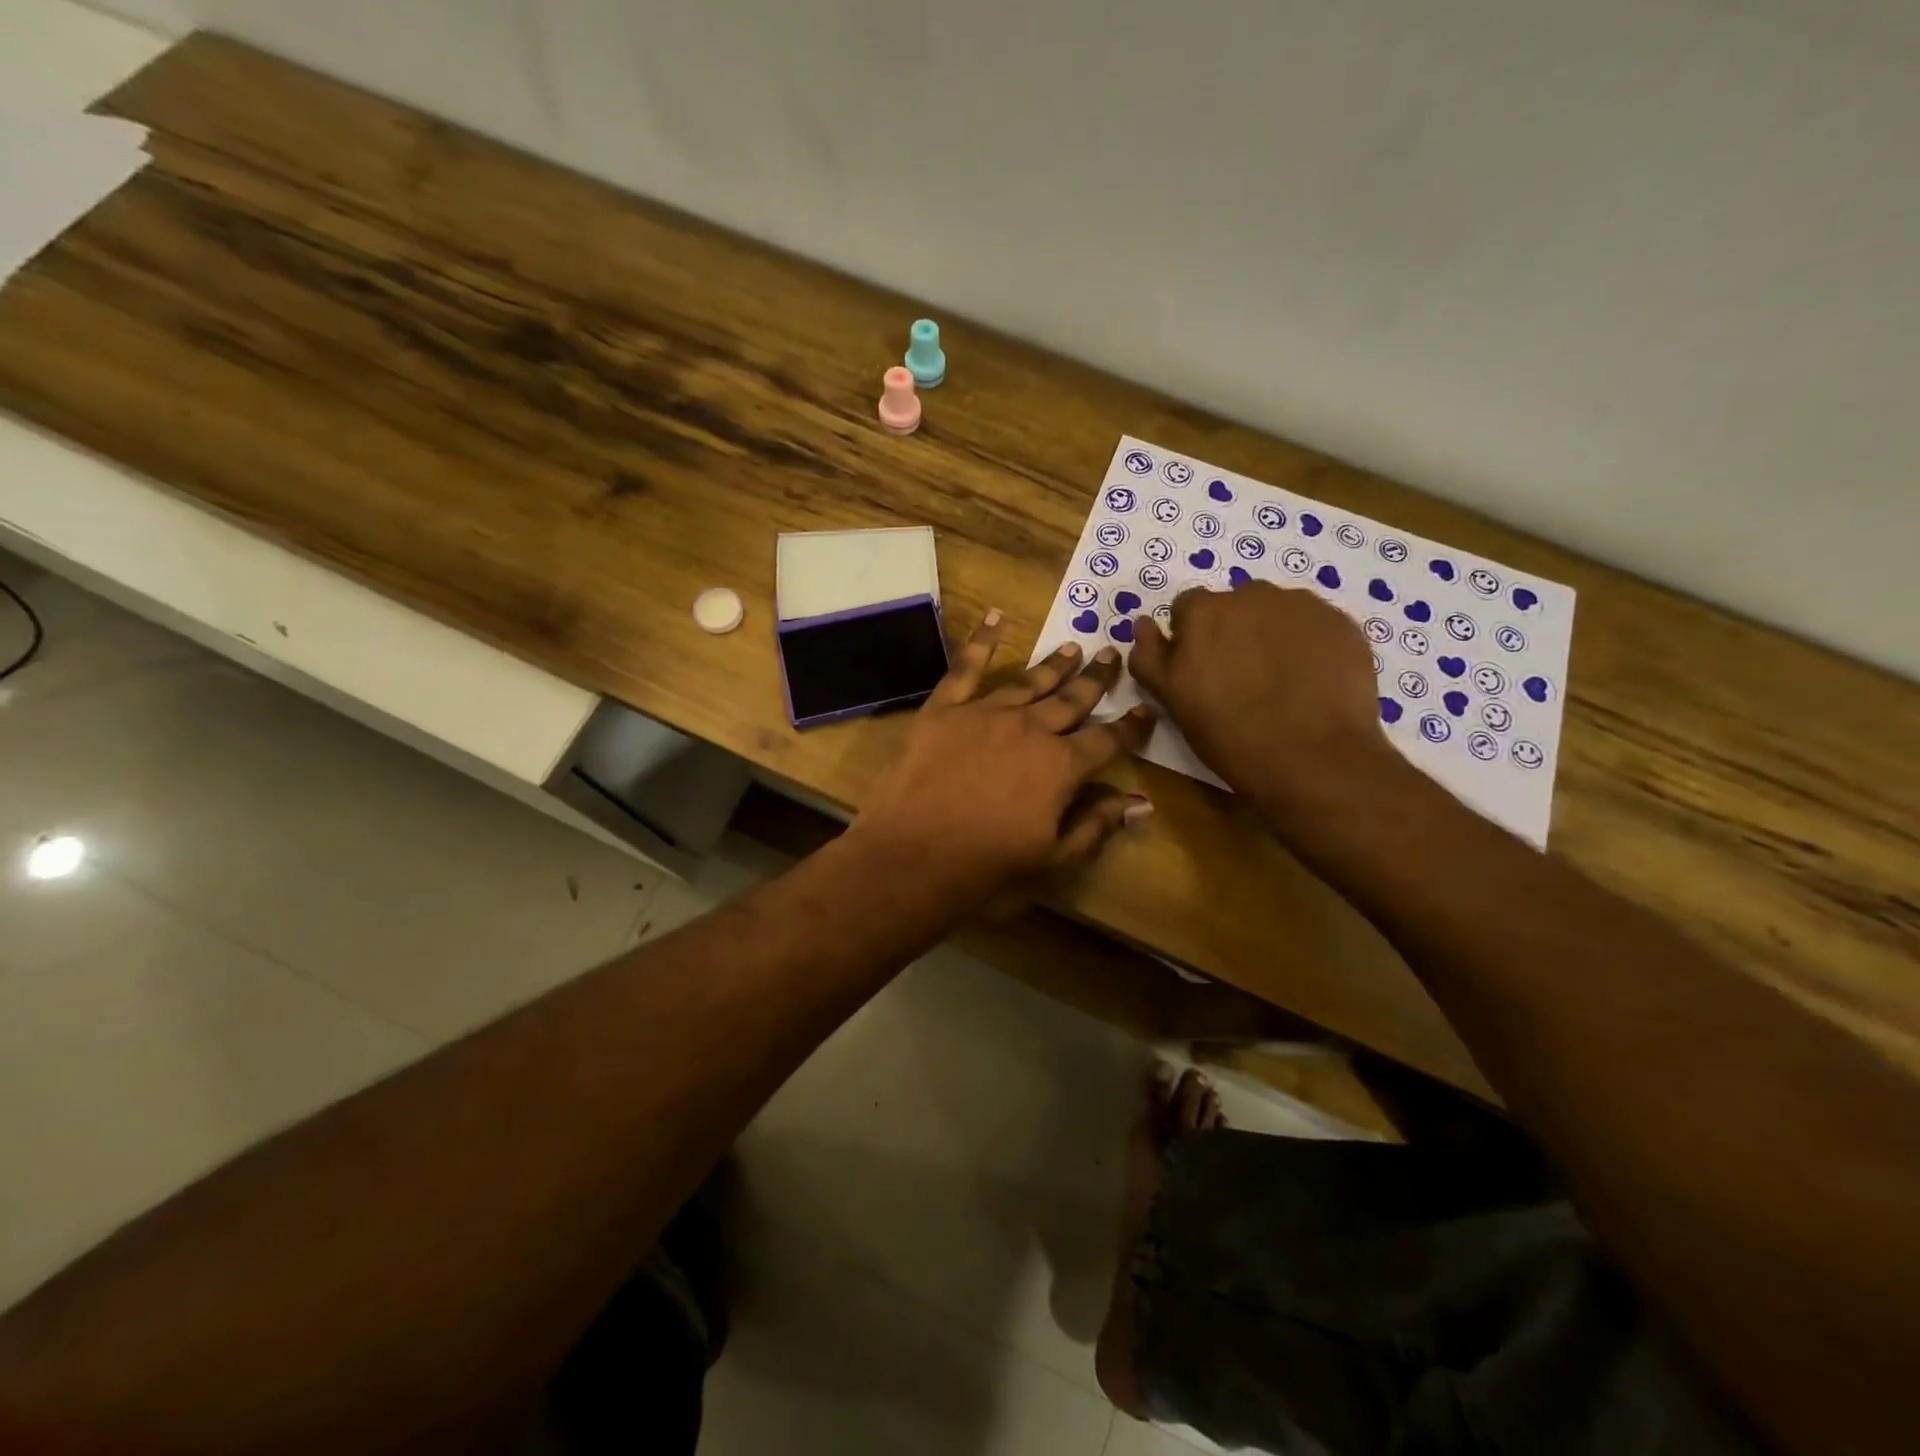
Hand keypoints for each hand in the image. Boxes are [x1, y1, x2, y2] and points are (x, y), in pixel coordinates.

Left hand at [852, 611, 1157, 913]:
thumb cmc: (985, 872)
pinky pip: (965, 668)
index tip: (1146, 710)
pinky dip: (981, 641)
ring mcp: (985, 714)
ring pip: (1028, 682)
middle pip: (1071, 701)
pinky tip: (994, 617)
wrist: (909, 860)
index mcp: (1061, 767)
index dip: (1130, 727)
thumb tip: (1142, 803)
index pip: (1107, 741)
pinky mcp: (943, 710)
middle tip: (1111, 654)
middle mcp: (1029, 730)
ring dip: (1053, 665)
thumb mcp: (1052, 862)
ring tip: (1072, 647)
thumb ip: (1097, 826)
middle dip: (1095, 680)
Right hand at [1128, 581, 1386, 805]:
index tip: (1200, 670)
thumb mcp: (1172, 700)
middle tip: (1241, 678)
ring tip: (1280, 681)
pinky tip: (1311, 682)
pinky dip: (1308, 645)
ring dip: (1271, 635)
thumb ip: (1150, 656)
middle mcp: (1252, 594)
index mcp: (1204, 611)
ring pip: (1276, 612)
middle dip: (1233, 632)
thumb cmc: (1229, 734)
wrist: (1314, 759)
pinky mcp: (1342, 623)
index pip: (1188, 608)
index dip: (1191, 638)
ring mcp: (1302, 606)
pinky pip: (1314, 626)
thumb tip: (1143, 623)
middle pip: (1235, 605)